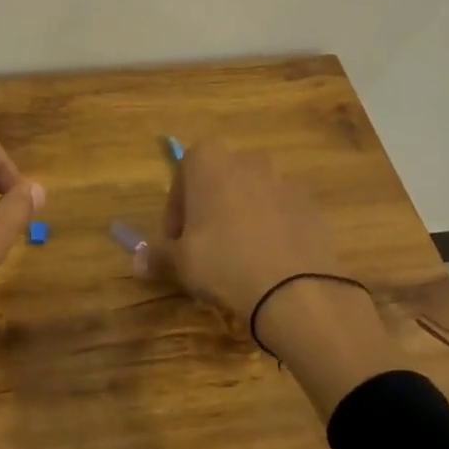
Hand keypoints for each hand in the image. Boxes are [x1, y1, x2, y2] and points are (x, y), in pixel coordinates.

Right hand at [139, 143, 413, 417]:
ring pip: (251, 195)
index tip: (176, 241)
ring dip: (241, 217)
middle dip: (209, 209)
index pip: (182, 176)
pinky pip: (281, 211)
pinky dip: (271, 228)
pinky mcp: (310, 203)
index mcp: (209, 161)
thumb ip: (157, 255)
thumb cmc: (223, 262)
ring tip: (238, 257)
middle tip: (204, 248)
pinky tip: (268, 261)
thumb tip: (138, 260)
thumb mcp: (180, 262)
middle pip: (218, 182)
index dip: (176, 210)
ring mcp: (283, 179)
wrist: (296, 288)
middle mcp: (246, 160)